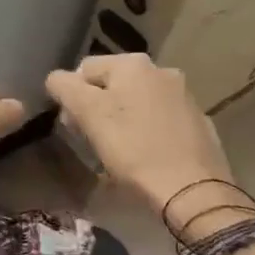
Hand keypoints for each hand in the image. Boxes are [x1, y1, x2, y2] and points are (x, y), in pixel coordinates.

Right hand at [45, 54, 236, 219]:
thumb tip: (56, 78)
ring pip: (136, 100)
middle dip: (97, 106)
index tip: (74, 127)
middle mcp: (161, 70)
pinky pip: (159, 119)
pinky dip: (147, 130)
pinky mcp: (198, 121)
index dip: (71, 97)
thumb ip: (64, 87)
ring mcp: (183, 95)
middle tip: (94, 139)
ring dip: (122, 118)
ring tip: (120, 149)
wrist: (193, 191)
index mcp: (132, 63)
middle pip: (112, 83)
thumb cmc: (134, 150)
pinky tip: (146, 154)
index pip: (83, 69)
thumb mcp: (88, 114)